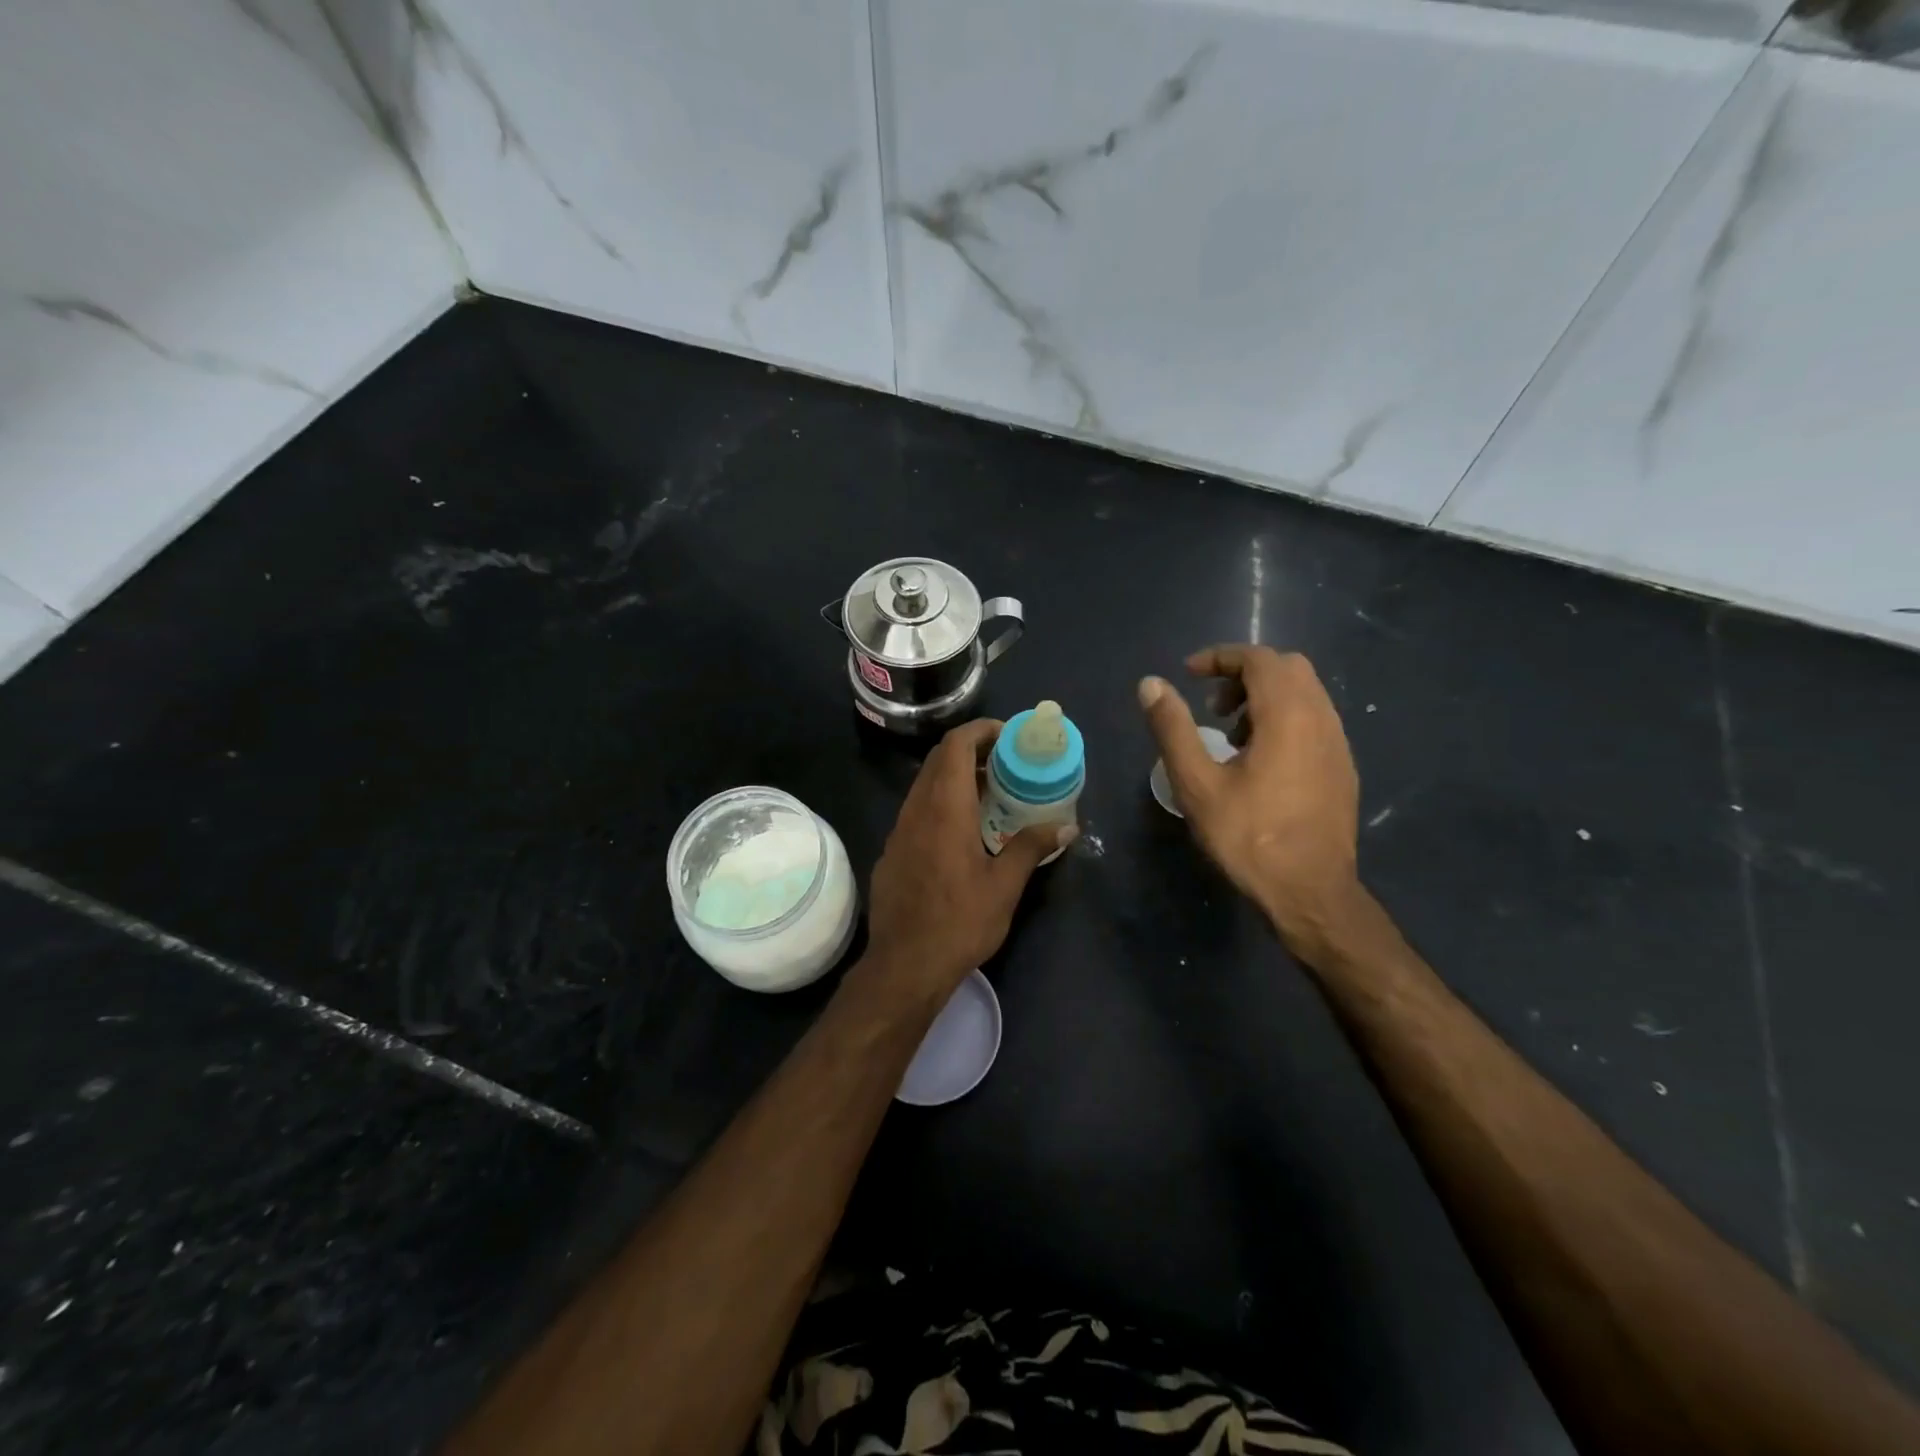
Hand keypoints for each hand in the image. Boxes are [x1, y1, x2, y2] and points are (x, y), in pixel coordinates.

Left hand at [864, 719, 1072, 997]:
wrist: (904, 965)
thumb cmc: (959, 922)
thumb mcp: (1004, 886)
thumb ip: (1031, 848)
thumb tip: (1066, 826)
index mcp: (945, 809)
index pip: (955, 746)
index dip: (980, 731)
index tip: (1008, 736)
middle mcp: (916, 810)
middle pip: (938, 760)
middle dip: (971, 751)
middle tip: (1006, 763)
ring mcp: (898, 831)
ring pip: (925, 786)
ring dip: (955, 778)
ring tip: (990, 794)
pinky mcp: (891, 852)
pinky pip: (916, 811)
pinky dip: (940, 804)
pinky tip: (962, 832)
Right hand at [1139, 646, 1361, 961]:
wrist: (1311, 893)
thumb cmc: (1249, 837)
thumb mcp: (1197, 783)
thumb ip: (1173, 728)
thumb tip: (1150, 684)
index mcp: (1288, 715)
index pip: (1258, 659)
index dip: (1220, 658)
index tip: (1188, 674)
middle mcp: (1321, 718)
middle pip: (1287, 668)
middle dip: (1244, 674)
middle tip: (1211, 706)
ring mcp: (1338, 744)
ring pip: (1305, 693)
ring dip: (1264, 697)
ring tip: (1230, 736)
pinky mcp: (1342, 768)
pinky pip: (1314, 720)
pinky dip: (1284, 719)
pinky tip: (1259, 762)